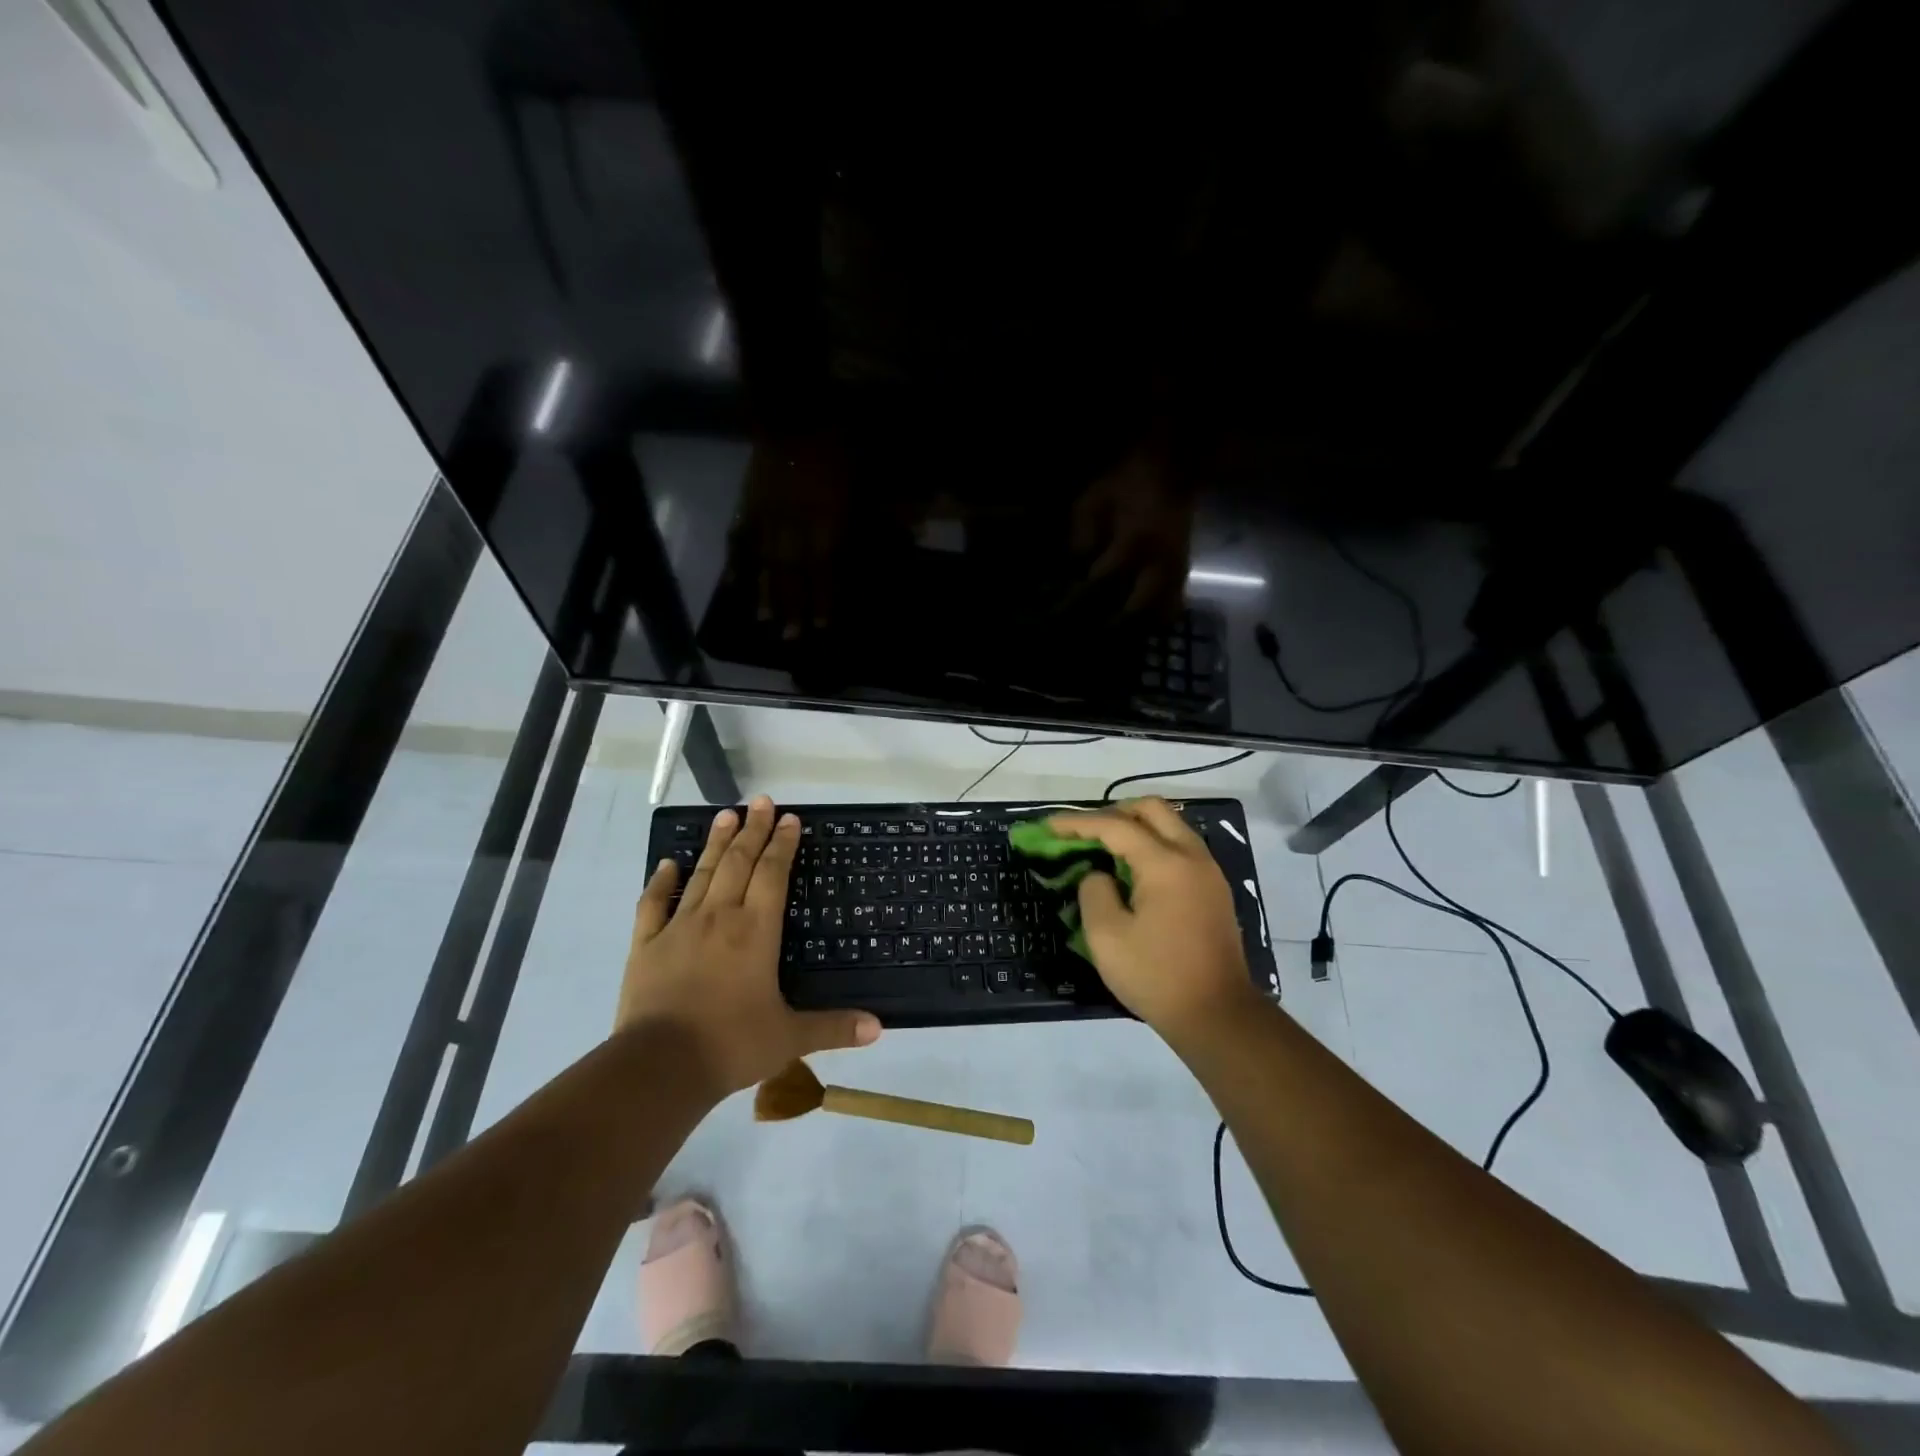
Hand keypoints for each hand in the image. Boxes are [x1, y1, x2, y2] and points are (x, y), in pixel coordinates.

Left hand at [618, 796, 881, 1096]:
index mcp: (755, 931)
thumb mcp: (790, 1037)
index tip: (789, 818)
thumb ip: (834, 1027)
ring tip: (724, 815)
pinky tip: (668, 864)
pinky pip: (653, 904)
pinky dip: (661, 882)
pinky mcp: (646, 945)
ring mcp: (679, 927)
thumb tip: (879, 1028)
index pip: (773, 874)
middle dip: (752, 830)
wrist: (659, 1067)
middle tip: (760, 801)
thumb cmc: (731, 1045)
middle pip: (738, 863)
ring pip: (701, 874)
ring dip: (715, 843)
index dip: (783, 844)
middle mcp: (719, 917)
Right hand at [1045, 798, 1257, 1043]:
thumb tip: (1100, 875)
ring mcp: (1209, 872)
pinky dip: (1154, 846)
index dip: (1078, 823)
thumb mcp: (1106, 937)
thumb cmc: (1156, 976)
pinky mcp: (1214, 890)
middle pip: (1152, 809)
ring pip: (1171, 826)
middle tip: (1085, 833)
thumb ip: (1094, 892)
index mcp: (1165, 864)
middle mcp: (1192, 856)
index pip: (1115, 826)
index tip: (1049, 826)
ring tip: (1106, 850)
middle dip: (1113, 812)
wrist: (1218, 1016)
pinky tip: (1133, 871)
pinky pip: (1181, 848)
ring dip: (1136, 827)